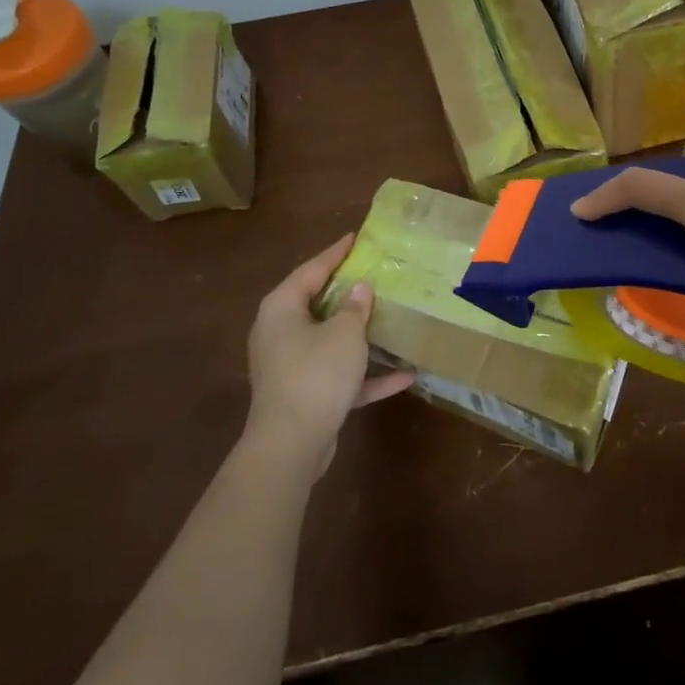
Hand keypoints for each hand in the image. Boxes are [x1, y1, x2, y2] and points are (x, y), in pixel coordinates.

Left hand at [243, 235, 411, 477]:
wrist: (290, 446)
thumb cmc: (315, 373)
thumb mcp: (345, 332)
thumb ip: (355, 306)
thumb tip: (359, 288)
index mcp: (282, 308)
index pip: (311, 270)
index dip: (335, 253)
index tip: (356, 239)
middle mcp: (280, 333)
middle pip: (318, 305)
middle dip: (348, 294)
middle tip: (375, 275)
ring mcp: (290, 367)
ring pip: (330, 342)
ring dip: (360, 337)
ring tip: (390, 321)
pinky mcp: (305, 397)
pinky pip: (339, 377)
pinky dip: (365, 376)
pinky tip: (404, 377)